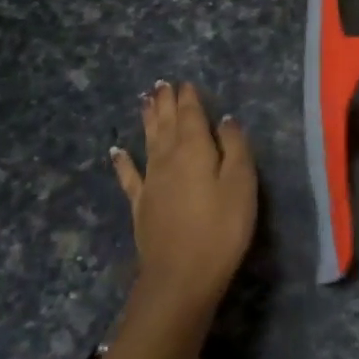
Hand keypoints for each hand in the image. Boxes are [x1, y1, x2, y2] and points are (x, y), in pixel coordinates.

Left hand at [110, 81, 256, 323]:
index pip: (191, 115)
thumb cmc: (221, 228)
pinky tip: (116, 151)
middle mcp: (168, 158)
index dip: (188, 98)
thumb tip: (226, 120)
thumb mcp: (242, 184)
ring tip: (145, 101)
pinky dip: (122, 161)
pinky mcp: (141, 205)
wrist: (181, 276)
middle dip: (165, 102)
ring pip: (148, 141)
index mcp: (195, 149)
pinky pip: (129, 176)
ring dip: (147, 120)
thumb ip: (235, 148)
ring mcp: (150, 182)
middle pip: (166, 123)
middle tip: (161, 84)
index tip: (185, 82)